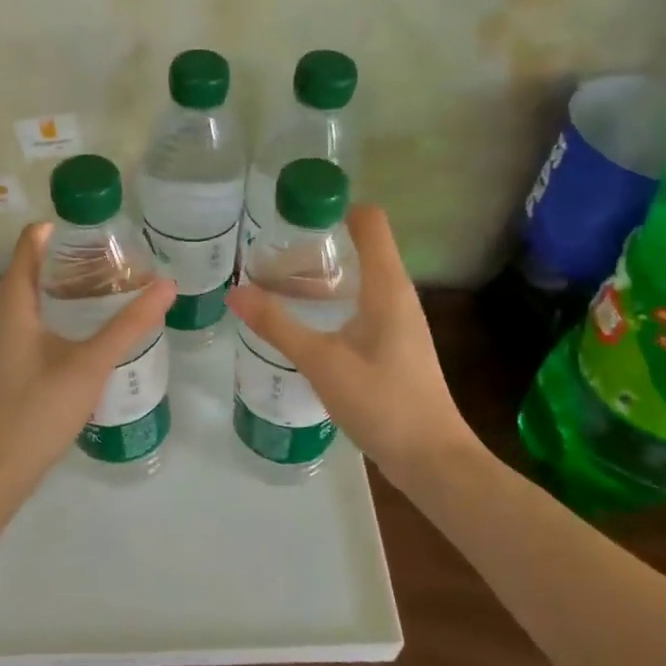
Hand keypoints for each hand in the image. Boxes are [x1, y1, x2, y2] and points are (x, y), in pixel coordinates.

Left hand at [0, 223, 176, 488]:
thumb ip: (130, 323)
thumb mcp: (91, 363)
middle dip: (78, 259)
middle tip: (124, 262)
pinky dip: (63, 312)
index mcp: (13, 299)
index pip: (33, 240)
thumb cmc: (38, 408)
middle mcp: (2, 310)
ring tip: (117, 290)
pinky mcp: (9, 359)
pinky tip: (94, 329)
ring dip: (72, 288)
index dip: (67, 229)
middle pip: (37, 265)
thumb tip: (167, 285)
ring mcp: (2, 337)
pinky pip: (35, 319)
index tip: (107, 233)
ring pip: (37, 296)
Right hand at [225, 205, 476, 478]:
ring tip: (275, 280)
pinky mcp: (391, 346)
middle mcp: (396, 295)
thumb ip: (277, 325)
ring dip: (320, 275)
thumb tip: (235, 292)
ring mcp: (397, 322)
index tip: (293, 211)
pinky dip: (330, 302)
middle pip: (359, 247)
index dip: (335, 206)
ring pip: (356, 280)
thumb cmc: (383, 402)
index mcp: (387, 286)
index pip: (370, 221)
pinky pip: (358, 307)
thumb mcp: (322, 361)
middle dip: (316, 242)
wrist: (431, 459)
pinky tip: (302, 321)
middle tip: (269, 248)